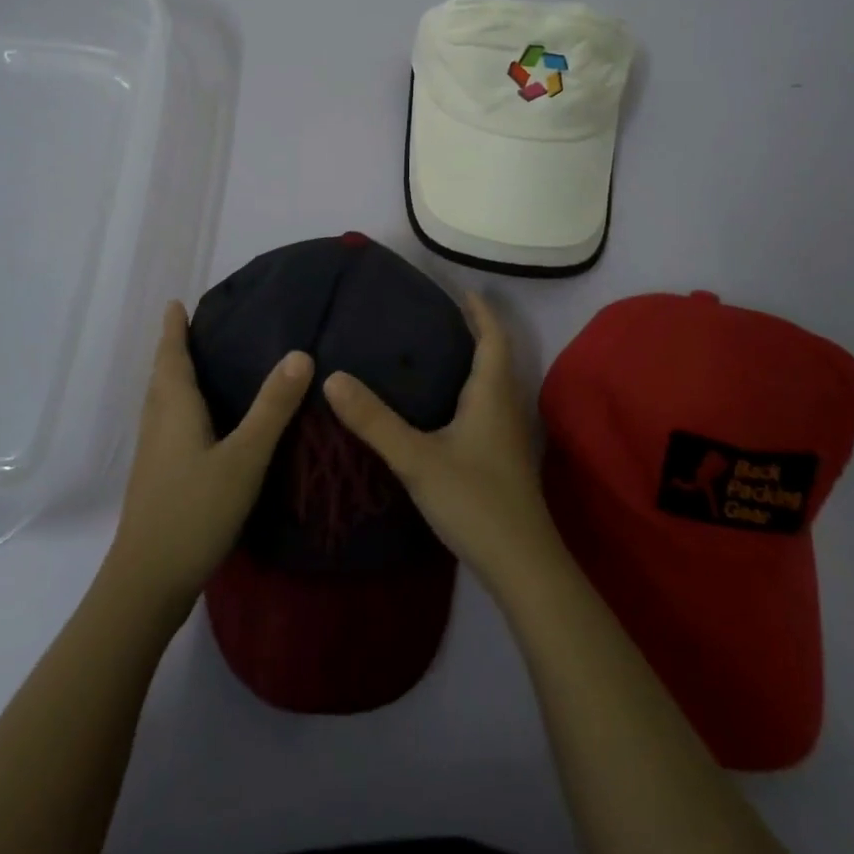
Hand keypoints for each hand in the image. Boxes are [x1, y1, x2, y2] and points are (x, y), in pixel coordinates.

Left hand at [107, 302, 313, 617]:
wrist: (148, 582)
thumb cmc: (195, 510)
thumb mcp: (244, 457)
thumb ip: (272, 407)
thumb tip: (299, 353)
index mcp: (174, 409)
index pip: (171, 357)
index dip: (173, 330)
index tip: (175, 304)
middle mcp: (158, 424)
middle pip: (161, 377)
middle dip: (172, 350)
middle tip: (192, 328)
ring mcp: (154, 455)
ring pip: (161, 403)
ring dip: (172, 378)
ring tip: (196, 366)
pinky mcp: (157, 479)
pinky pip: (167, 425)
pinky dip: (179, 407)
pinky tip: (200, 424)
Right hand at [323, 292, 561, 594]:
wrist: (521, 564)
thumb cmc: (474, 500)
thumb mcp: (417, 458)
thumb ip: (374, 420)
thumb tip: (332, 377)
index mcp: (492, 393)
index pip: (492, 337)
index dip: (481, 311)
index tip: (461, 289)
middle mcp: (506, 406)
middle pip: (496, 356)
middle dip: (474, 332)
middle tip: (437, 316)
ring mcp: (508, 435)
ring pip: (493, 384)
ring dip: (473, 362)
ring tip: (436, 353)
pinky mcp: (504, 458)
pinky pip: (488, 407)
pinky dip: (470, 391)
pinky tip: (444, 408)